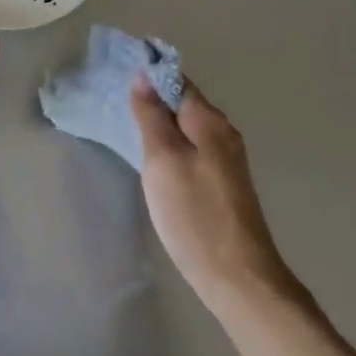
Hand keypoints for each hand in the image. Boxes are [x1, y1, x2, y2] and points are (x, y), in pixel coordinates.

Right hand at [131, 78, 297, 316]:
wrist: (239, 279)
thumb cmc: (195, 214)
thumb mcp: (163, 160)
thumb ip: (152, 116)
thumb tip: (143, 77)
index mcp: (209, 120)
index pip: (176, 80)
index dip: (148, 76)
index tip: (118, 76)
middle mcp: (223, 132)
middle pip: (182, 103)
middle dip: (152, 100)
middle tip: (116, 105)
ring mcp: (227, 160)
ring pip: (186, 129)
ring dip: (161, 126)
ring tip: (128, 129)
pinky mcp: (224, 184)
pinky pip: (192, 150)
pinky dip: (171, 147)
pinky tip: (154, 161)